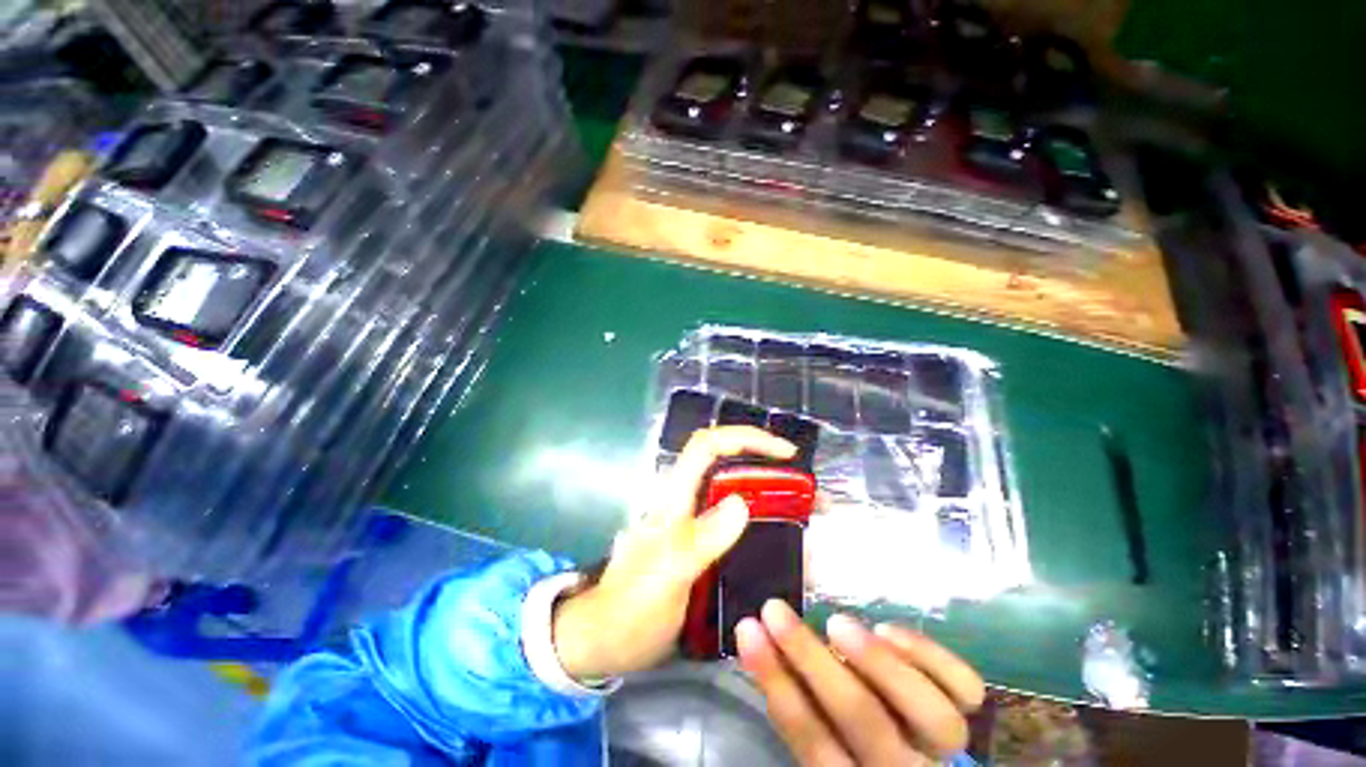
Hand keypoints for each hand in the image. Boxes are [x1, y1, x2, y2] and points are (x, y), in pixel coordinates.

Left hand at [552, 425, 795, 680]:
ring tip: (810, 522)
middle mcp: (689, 501)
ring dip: (775, 502)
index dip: (746, 438)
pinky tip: (789, 551)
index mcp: (676, 496)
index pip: (709, 445)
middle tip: (812, 496)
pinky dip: (768, 530)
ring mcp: (697, 524)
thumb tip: (742, 503)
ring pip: (741, 496)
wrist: (609, 640)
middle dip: (773, 472)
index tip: (787, 454)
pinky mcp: (705, 546)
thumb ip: (701, 539)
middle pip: (732, 467)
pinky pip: (741, 528)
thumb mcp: (667, 574)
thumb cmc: (632, 606)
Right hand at [738, 600, 983, 765]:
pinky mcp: (967, 719)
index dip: (776, 683)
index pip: (811, 739)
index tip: (747, 629)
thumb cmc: (850, 752)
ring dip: (878, 662)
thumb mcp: (820, 741)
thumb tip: (759, 643)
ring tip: (836, 622)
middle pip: (862, 719)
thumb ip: (798, 705)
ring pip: (929, 715)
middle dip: (810, 657)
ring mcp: (943, 749)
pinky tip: (887, 629)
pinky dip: (931, 656)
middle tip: (775, 609)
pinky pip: (965, 690)